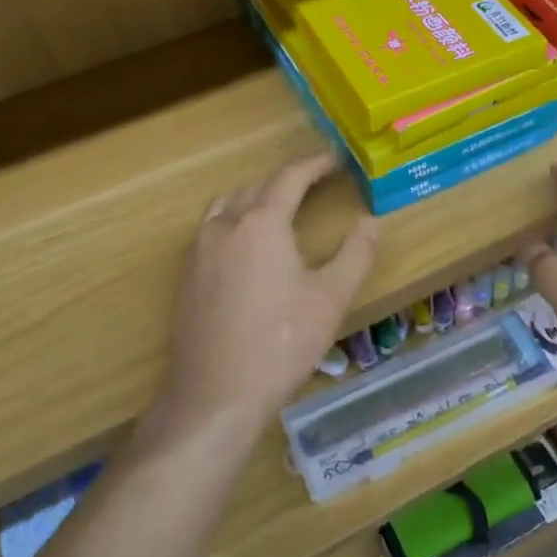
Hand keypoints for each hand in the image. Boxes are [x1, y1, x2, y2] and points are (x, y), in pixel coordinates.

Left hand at [161, 153, 377, 434]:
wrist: (214, 397)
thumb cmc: (279, 344)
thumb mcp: (330, 299)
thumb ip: (355, 254)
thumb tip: (371, 222)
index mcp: (261, 224)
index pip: (289, 178)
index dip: (313, 165)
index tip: (335, 160)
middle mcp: (224, 226)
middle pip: (256, 185)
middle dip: (286, 178)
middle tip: (315, 180)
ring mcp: (198, 250)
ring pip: (227, 203)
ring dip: (256, 193)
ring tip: (280, 203)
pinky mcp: (185, 275)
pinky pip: (211, 226)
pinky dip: (234, 216)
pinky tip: (247, 242)